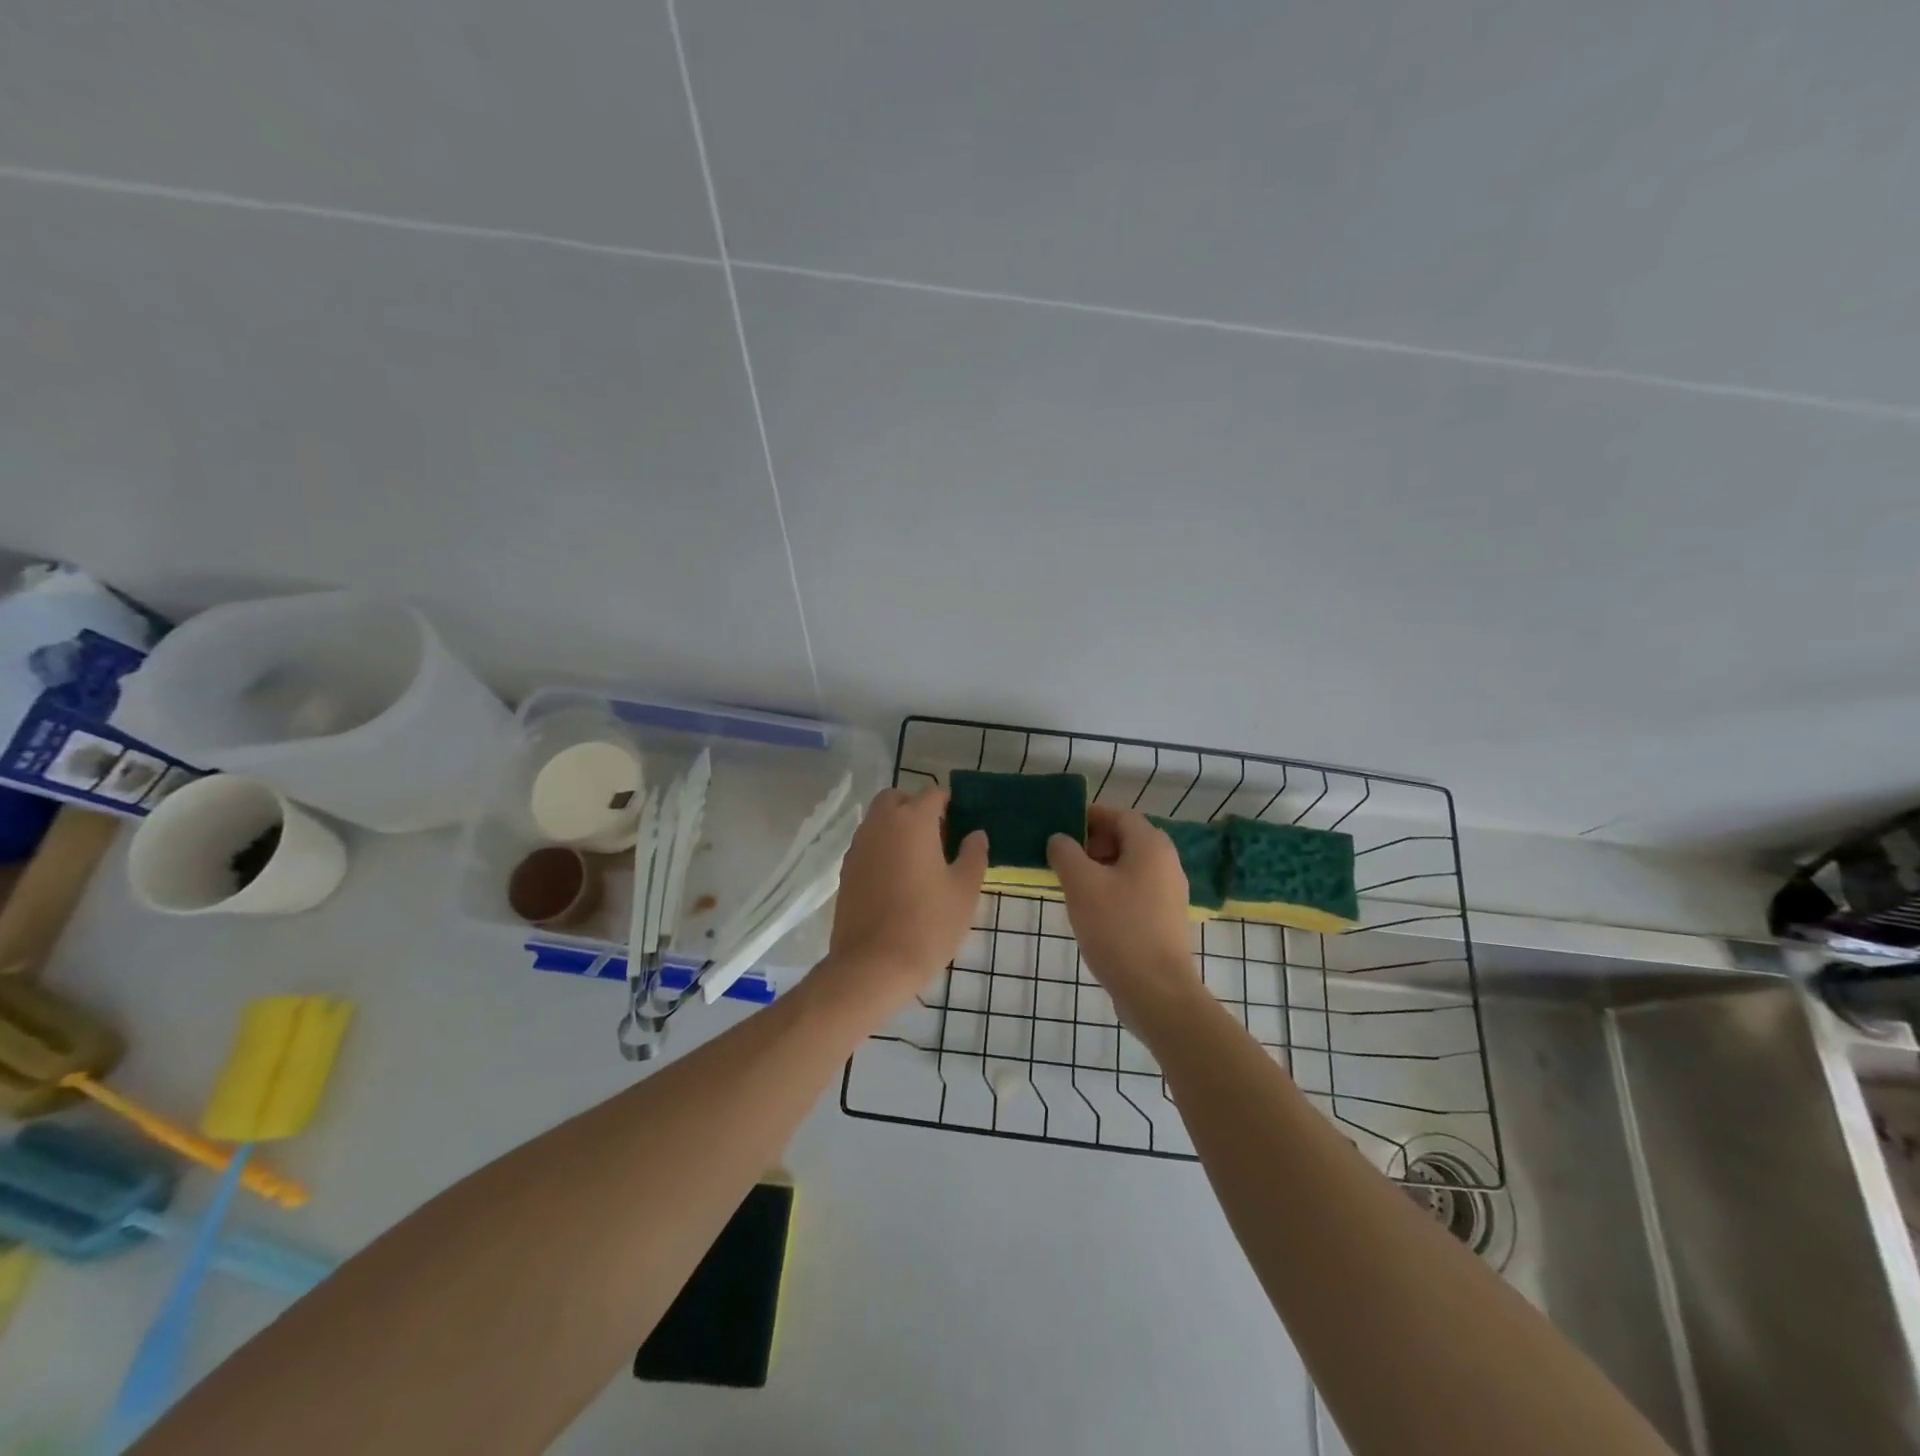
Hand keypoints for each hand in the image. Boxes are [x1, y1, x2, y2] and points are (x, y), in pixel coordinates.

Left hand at [823, 786, 986, 1001]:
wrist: (873, 966)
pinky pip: (867, 846)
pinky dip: (882, 850)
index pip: (933, 793)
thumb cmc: (928, 924)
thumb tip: (975, 834)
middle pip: (897, 799)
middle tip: (937, 840)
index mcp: (913, 821)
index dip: (950, 805)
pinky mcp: (846, 871)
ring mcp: (859, 847)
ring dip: (897, 829)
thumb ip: (973, 855)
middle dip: (916, 809)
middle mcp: (881, 824)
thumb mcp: (964, 891)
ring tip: (919, 863)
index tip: (962, 827)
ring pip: (879, 821)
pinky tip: (897, 882)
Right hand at [1048, 807, 1201, 1023]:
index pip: (1118, 814)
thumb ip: (1065, 853)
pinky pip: (1135, 891)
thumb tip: (1059, 839)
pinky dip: (1112, 890)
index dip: (1088, 816)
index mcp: (1151, 846)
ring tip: (1070, 885)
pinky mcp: (1165, 919)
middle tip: (1062, 858)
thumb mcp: (1081, 884)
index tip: (1059, 827)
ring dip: (1099, 869)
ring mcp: (1169, 893)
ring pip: (1129, 867)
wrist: (1155, 991)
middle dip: (1092, 844)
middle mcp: (1166, 863)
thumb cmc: (1117, 928)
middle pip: (1126, 839)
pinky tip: (1090, 910)